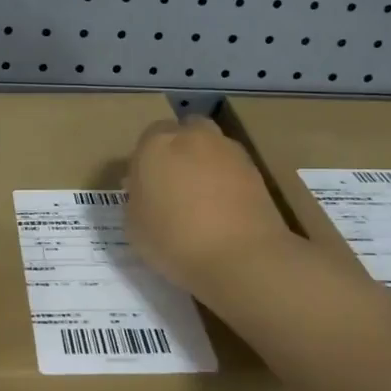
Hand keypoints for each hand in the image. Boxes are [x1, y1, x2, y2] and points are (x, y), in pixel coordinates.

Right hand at [125, 117, 298, 293]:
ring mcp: (228, 151)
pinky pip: (232, 168)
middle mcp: (193, 137)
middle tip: (174, 184)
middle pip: (184, 132)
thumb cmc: (173, 241)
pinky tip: (224, 208)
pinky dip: (227, 180)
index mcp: (156, 145)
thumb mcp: (134, 226)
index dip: (146, 161)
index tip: (146, 186)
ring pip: (212, 147)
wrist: (240, 257)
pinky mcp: (256, 170)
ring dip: (205, 163)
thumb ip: (137, 198)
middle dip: (179, 150)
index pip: (147, 138)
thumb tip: (145, 189)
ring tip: (202, 198)